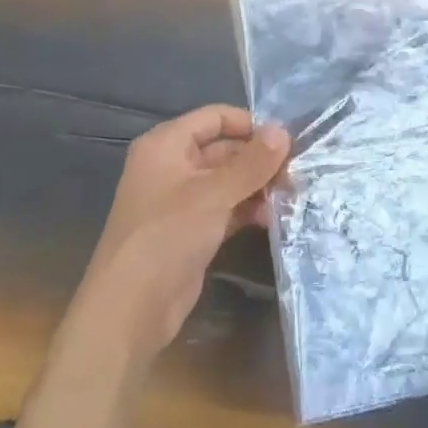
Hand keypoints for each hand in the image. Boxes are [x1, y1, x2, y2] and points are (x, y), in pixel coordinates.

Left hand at [73, 106, 289, 362]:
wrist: (130, 310)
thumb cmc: (166, 236)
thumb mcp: (213, 194)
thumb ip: (251, 162)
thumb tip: (284, 130)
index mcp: (166, 145)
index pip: (214, 117)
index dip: (250, 124)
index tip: (287, 139)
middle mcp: (172, 166)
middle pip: (224, 149)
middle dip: (259, 160)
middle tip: (298, 171)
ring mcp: (181, 201)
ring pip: (228, 181)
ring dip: (258, 186)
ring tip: (292, 195)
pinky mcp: (191, 231)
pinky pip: (225, 208)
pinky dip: (248, 210)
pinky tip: (275, 218)